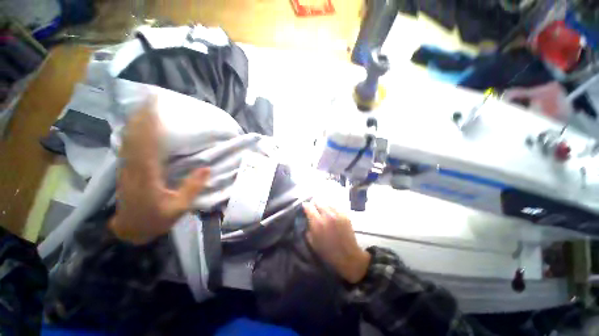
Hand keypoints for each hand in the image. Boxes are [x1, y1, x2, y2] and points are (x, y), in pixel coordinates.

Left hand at [110, 97, 209, 244]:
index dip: (149, 124)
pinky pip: (127, 146)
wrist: (130, 230)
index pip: (147, 145)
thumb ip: (192, 187)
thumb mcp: (179, 207)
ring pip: (128, 139)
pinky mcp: (126, 169)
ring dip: (135, 122)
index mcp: (146, 176)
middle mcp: (133, 167)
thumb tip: (207, 168)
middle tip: (149, 99)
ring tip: (143, 107)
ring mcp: (126, 168)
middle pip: (134, 137)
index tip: (154, 107)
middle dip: (141, 117)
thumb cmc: (156, 219)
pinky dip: (132, 132)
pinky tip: (136, 126)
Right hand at [302, 202, 370, 283]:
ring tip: (324, 212)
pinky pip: (336, 207)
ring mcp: (337, 214)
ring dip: (324, 206)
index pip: (308, 206)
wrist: (348, 256)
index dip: (305, 206)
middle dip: (314, 205)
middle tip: (314, 210)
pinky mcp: (345, 215)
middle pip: (318, 202)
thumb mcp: (312, 242)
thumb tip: (307, 219)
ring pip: (327, 203)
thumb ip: (308, 228)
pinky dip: (332, 209)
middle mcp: (327, 215)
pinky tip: (332, 216)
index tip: (305, 207)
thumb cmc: (328, 251)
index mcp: (317, 222)